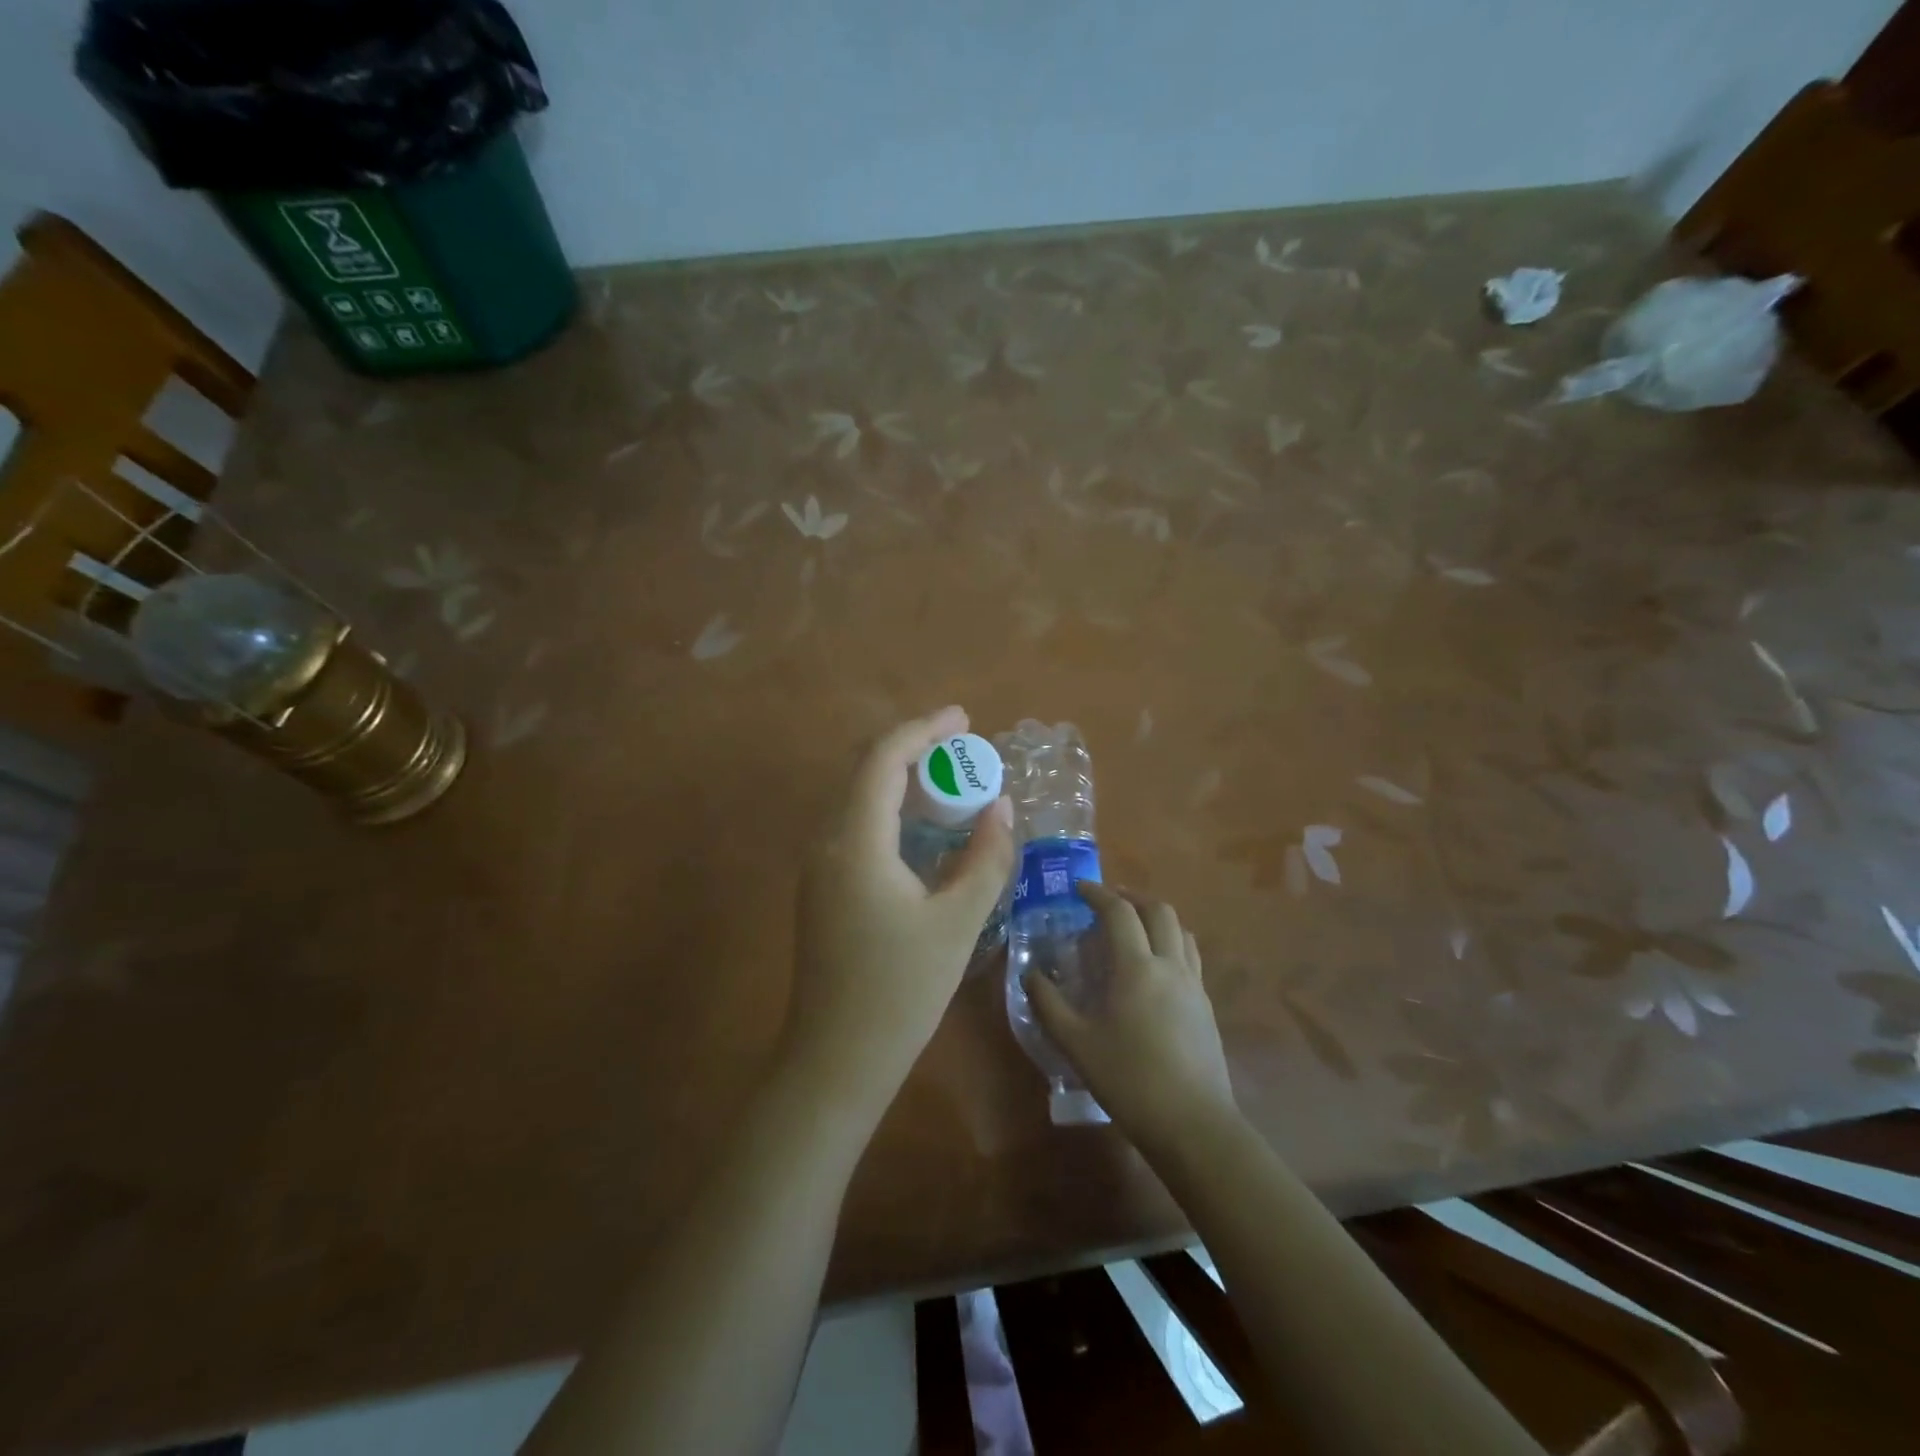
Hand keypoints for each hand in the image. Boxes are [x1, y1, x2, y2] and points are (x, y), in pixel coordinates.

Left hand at [785, 708, 1014, 1119]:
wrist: (836, 1060)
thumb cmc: (900, 992)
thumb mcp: (956, 922)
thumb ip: (986, 858)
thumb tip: (1003, 807)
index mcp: (855, 842)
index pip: (883, 760)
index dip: (923, 729)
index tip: (964, 718)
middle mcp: (827, 843)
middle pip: (865, 771)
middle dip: (914, 749)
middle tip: (963, 748)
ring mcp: (818, 867)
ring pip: (858, 799)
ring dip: (902, 780)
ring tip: (951, 781)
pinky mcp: (822, 889)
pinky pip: (856, 827)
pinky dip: (891, 811)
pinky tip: (923, 829)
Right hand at [1029, 885, 1236, 1148]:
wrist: (1194, 1124)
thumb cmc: (1129, 1080)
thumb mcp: (1076, 1044)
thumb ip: (1049, 1004)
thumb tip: (1030, 975)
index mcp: (1137, 967)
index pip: (1119, 912)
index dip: (1098, 893)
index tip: (1078, 888)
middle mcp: (1170, 965)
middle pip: (1158, 910)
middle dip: (1132, 897)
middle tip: (1107, 901)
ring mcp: (1194, 985)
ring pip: (1181, 930)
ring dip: (1156, 917)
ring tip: (1133, 927)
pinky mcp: (1207, 1006)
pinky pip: (1190, 956)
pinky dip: (1170, 943)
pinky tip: (1154, 967)